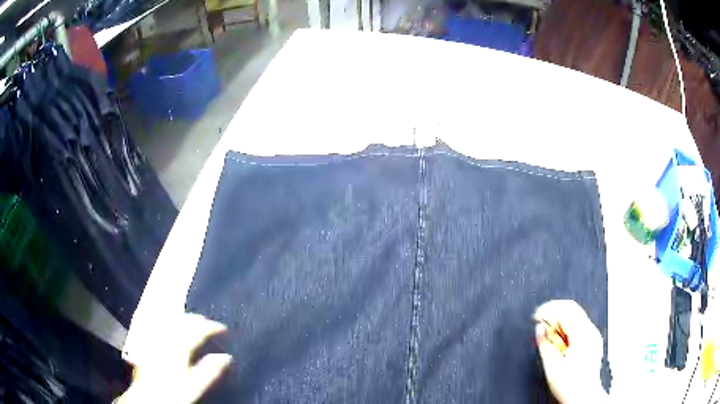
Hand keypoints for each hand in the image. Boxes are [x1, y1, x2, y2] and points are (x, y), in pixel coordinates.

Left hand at [116, 313, 231, 403]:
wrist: (147, 396)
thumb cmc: (171, 393)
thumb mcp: (194, 387)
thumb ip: (209, 371)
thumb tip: (226, 357)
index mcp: (177, 348)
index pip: (197, 330)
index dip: (211, 327)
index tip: (223, 329)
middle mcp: (164, 338)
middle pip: (182, 320)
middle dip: (197, 319)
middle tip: (209, 324)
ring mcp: (154, 337)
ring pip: (169, 318)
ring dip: (183, 317)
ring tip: (193, 320)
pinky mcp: (147, 340)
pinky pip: (159, 322)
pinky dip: (169, 320)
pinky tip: (171, 323)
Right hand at [534, 300, 606, 403]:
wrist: (585, 397)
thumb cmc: (571, 387)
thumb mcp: (552, 368)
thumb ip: (545, 346)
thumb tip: (539, 329)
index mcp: (582, 336)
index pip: (566, 310)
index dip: (548, 310)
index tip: (536, 317)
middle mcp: (591, 331)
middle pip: (572, 308)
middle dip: (553, 312)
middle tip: (540, 322)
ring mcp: (593, 334)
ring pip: (575, 314)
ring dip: (559, 319)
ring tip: (548, 334)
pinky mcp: (592, 339)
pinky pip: (578, 323)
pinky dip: (566, 326)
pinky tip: (558, 339)